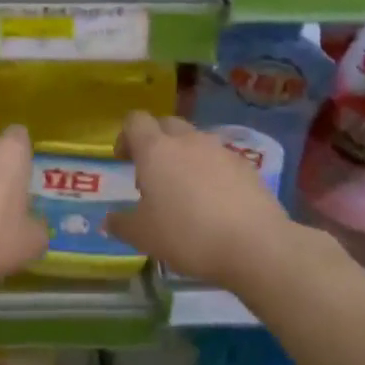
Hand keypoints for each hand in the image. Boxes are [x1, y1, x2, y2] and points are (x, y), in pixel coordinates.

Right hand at [107, 112, 294, 287]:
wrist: (254, 244)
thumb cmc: (187, 235)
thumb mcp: (142, 236)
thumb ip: (122, 223)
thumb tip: (110, 219)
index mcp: (156, 150)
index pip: (135, 120)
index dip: (125, 135)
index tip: (123, 160)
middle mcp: (189, 141)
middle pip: (166, 124)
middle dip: (154, 142)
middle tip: (151, 175)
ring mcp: (221, 151)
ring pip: (195, 142)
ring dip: (184, 157)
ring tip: (183, 192)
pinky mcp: (247, 167)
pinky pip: (220, 160)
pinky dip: (210, 172)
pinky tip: (213, 203)